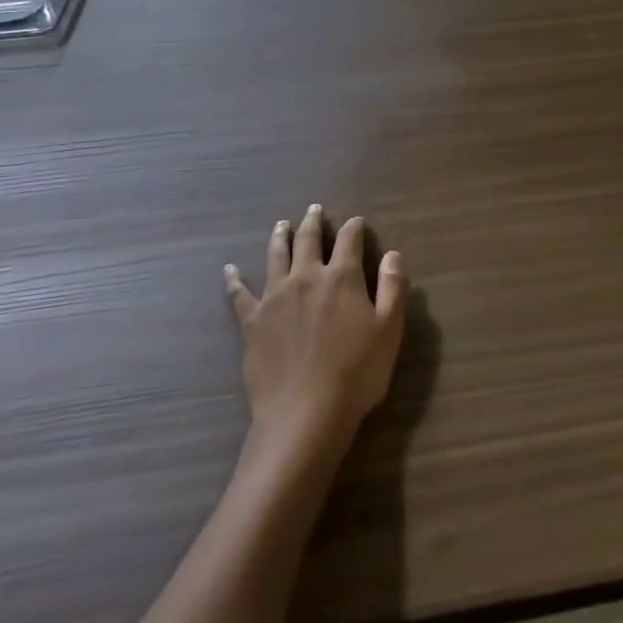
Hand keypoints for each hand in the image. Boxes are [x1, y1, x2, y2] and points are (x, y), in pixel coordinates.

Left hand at [226, 205, 405, 458]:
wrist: (304, 412)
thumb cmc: (356, 372)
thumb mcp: (389, 330)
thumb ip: (392, 288)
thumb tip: (393, 253)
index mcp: (341, 277)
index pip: (349, 241)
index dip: (354, 228)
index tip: (356, 221)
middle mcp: (306, 277)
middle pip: (308, 241)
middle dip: (313, 223)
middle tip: (314, 210)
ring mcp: (275, 297)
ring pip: (276, 257)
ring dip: (279, 238)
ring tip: (281, 225)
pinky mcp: (252, 321)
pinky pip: (239, 294)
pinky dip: (234, 280)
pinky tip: (229, 270)